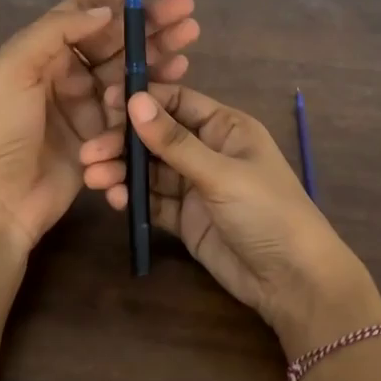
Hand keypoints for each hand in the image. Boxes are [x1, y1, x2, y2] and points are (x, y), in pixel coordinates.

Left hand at [0, 0, 199, 255]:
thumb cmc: (1, 127)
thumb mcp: (17, 66)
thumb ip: (59, 30)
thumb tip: (107, 9)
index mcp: (44, 47)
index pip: (88, 6)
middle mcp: (67, 70)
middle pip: (117, 36)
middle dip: (151, 20)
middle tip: (187, 9)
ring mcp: (87, 103)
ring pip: (131, 67)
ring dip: (160, 50)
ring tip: (191, 36)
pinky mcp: (102, 133)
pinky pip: (134, 103)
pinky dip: (156, 86)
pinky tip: (179, 73)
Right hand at [78, 84, 380, 356]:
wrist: (292, 280)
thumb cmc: (267, 211)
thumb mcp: (221, 173)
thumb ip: (175, 141)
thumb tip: (134, 100)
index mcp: (226, 127)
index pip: (177, 102)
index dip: (142, 101)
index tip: (104, 104)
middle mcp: (209, 150)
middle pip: (157, 137)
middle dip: (124, 142)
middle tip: (89, 152)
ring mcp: (197, 186)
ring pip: (150, 170)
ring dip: (122, 171)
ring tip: (93, 179)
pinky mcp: (186, 218)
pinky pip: (153, 200)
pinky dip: (132, 197)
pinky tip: (113, 198)